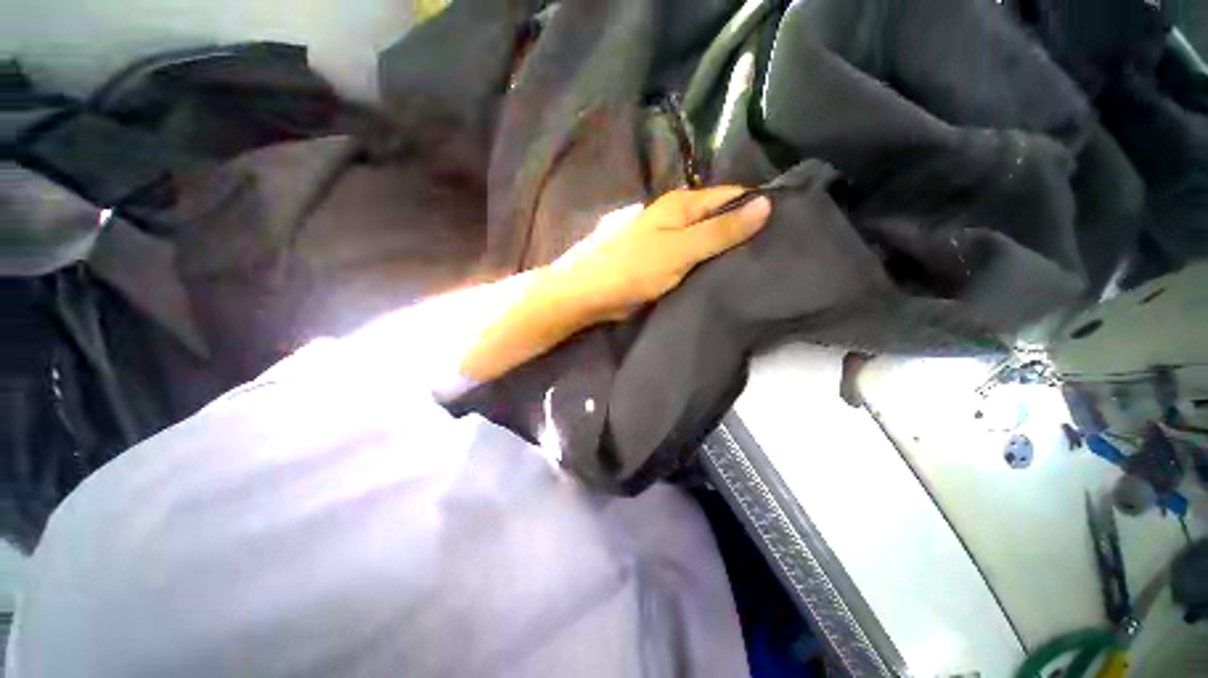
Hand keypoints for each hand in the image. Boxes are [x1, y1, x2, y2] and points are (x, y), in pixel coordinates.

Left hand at [549, 187, 771, 321]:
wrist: (593, 292)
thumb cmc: (635, 268)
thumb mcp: (681, 249)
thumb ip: (721, 230)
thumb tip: (766, 204)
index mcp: (682, 204)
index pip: (731, 196)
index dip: (757, 206)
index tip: (787, 224)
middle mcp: (676, 215)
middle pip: (719, 216)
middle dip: (743, 229)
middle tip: (775, 249)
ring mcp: (668, 238)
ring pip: (706, 237)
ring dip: (726, 247)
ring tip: (758, 261)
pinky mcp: (662, 259)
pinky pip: (693, 255)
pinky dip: (708, 261)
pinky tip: (725, 272)